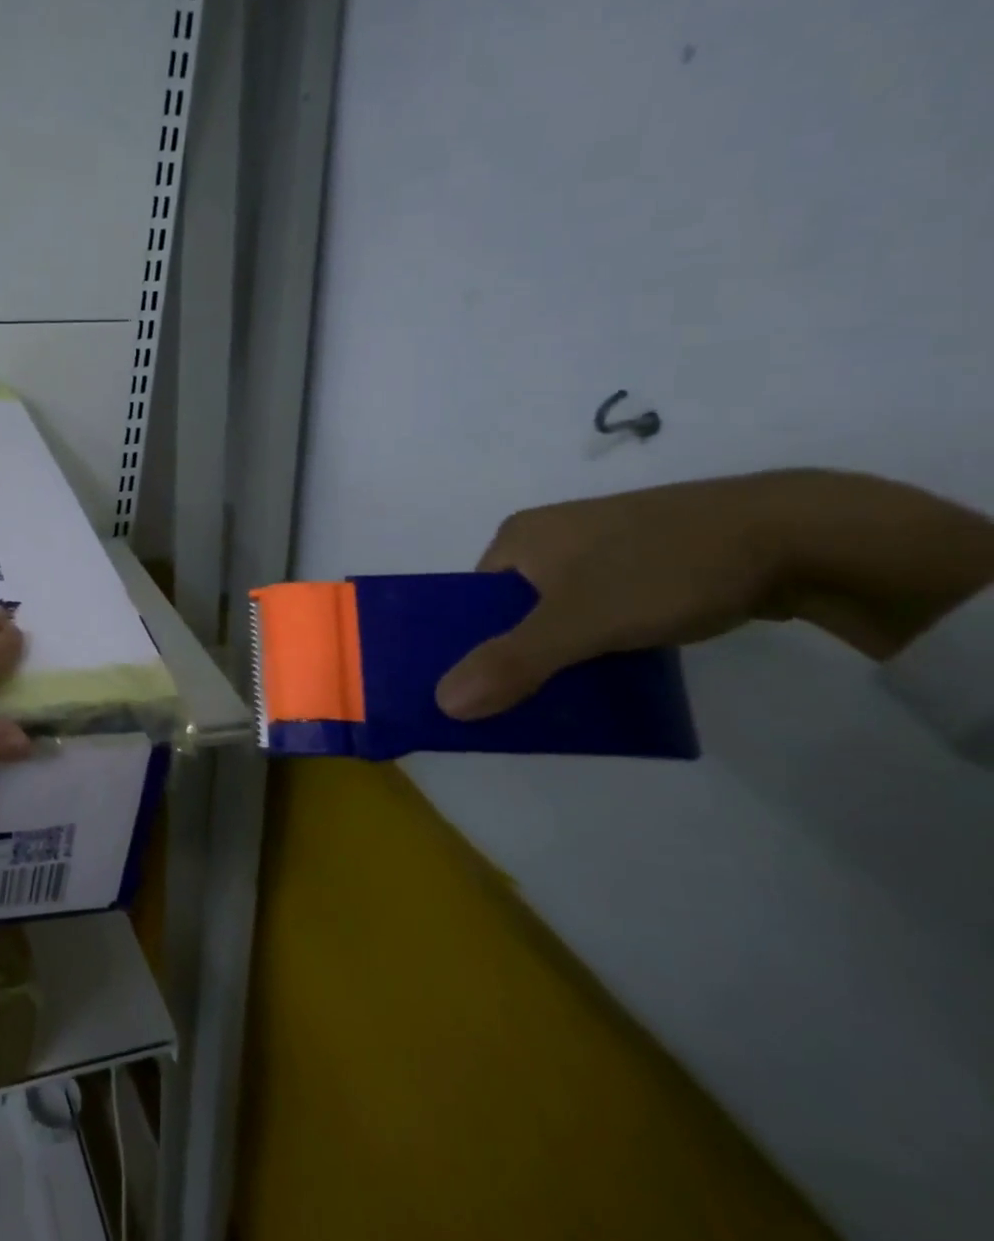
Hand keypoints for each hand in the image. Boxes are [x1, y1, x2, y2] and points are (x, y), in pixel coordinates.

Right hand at [435, 470, 993, 720]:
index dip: (469, 645)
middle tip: (523, 702)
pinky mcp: (646, 562)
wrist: (798, 534)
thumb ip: (512, 663)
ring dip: (560, 653)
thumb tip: (442, 705)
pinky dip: (598, 641)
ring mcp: (601, 547)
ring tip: (568, 695)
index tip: (479, 690)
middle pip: (513, 609)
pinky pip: (600, 608)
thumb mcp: (579, 622)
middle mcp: (550, 536)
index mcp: (518, 537)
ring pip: (558, 612)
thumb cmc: (663, 569)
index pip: (471, 601)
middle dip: (517, 655)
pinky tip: (614, 669)